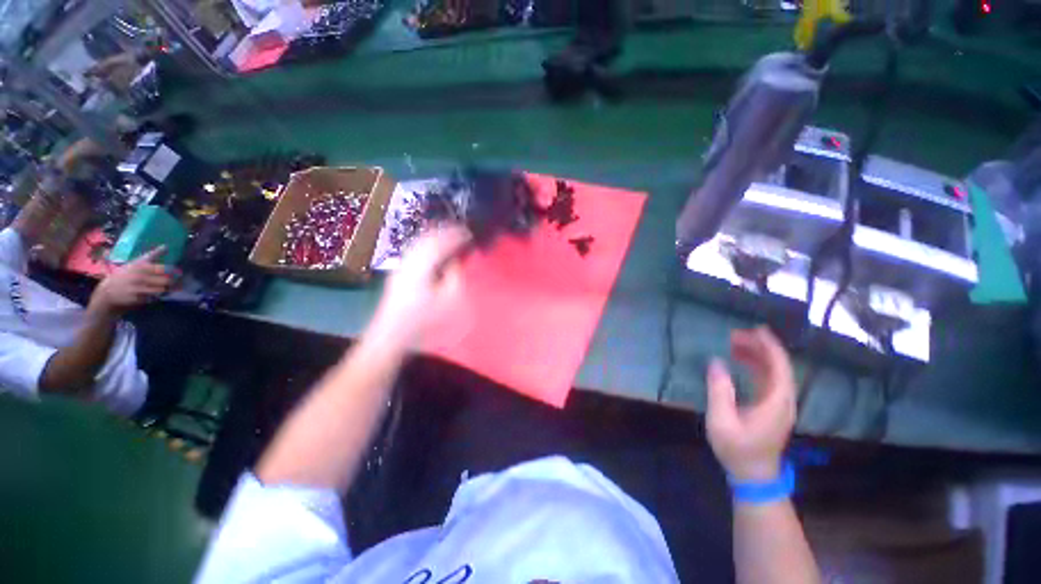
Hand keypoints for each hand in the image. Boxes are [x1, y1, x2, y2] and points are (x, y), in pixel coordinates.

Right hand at [89, 247, 173, 314]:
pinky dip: (158, 297)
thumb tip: (166, 246)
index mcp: (141, 266)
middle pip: (165, 280)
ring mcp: (138, 288)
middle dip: (173, 282)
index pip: (163, 269)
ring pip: (161, 290)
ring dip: (167, 290)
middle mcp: (140, 276)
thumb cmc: (126, 274)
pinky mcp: (137, 298)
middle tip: (178, 282)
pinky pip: (154, 298)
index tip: (179, 272)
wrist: (108, 290)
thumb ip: (152, 255)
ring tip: (169, 289)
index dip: (173, 271)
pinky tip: (157, 295)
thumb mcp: (137, 262)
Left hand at [372, 226, 471, 345]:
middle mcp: (408, 262)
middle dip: (444, 233)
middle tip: (461, 232)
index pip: (439, 243)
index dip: (455, 236)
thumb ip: (454, 277)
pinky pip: (416, 252)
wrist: (392, 335)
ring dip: (435, 239)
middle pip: (426, 238)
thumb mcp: (448, 300)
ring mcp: (401, 267)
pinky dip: (428, 247)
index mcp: (420, 267)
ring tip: (450, 239)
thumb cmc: (423, 320)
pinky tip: (435, 253)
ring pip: (419, 244)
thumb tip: (455, 262)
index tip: (468, 233)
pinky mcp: (398, 274)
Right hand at [706, 327, 796, 482]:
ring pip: (773, 372)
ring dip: (757, 355)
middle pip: (778, 366)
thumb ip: (719, 391)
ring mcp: (779, 404)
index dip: (770, 347)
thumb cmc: (737, 450)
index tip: (756, 329)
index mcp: (776, 402)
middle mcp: (783, 400)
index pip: (779, 367)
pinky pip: (768, 379)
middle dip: (760, 347)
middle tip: (735, 334)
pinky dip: (756, 366)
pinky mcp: (772, 408)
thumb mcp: (722, 421)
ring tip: (734, 343)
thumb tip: (715, 362)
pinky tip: (740, 361)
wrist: (753, 476)